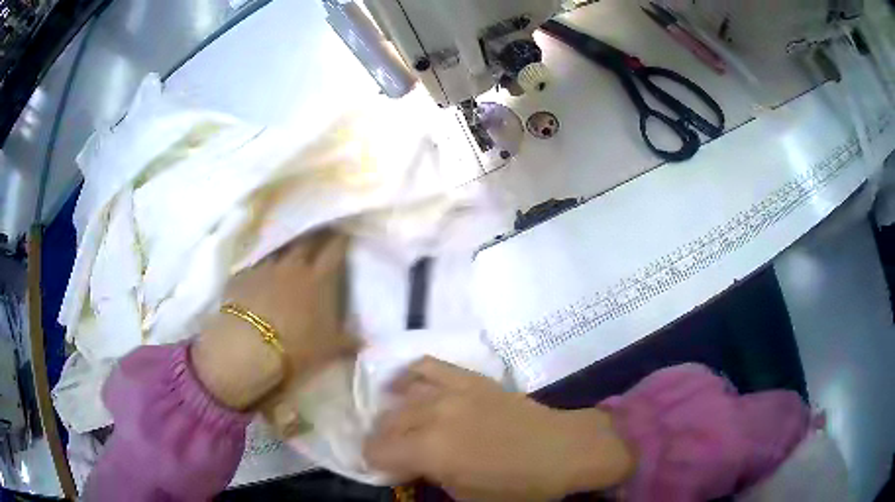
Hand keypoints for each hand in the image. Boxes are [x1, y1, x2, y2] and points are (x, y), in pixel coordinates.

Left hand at [191, 229, 357, 410]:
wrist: (249, 345)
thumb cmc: (296, 346)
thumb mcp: (329, 349)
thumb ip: (348, 342)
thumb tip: (365, 342)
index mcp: (319, 279)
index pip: (334, 250)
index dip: (340, 240)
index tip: (345, 232)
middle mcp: (293, 266)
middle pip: (307, 240)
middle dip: (315, 234)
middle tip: (319, 232)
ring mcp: (266, 267)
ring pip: (279, 247)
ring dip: (286, 246)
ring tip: (288, 248)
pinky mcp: (243, 274)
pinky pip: (255, 262)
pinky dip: (260, 262)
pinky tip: (260, 268)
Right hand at [364, 358, 634, 501]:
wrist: (561, 450)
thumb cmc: (517, 485)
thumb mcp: (466, 495)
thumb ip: (430, 476)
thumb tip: (411, 465)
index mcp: (430, 451)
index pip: (378, 451)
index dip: (374, 462)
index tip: (383, 470)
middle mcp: (432, 416)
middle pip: (387, 424)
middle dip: (382, 441)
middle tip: (392, 454)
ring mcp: (451, 392)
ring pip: (402, 399)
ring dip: (393, 416)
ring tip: (400, 428)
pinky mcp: (469, 379)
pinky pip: (428, 367)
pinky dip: (410, 376)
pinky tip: (405, 386)